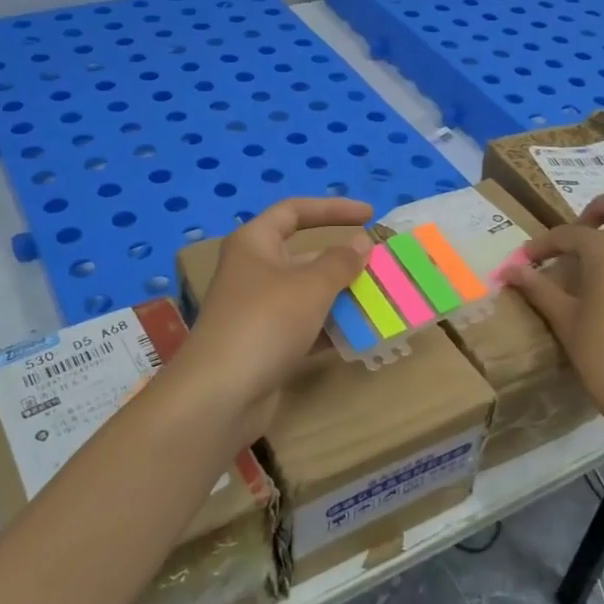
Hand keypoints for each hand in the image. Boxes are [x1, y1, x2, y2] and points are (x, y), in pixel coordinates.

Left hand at [172, 197, 372, 415]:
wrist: (221, 395)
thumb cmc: (266, 322)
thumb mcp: (310, 286)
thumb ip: (340, 261)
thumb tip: (361, 242)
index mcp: (254, 244)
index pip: (294, 211)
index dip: (332, 209)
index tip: (369, 216)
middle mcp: (253, 271)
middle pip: (303, 256)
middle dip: (343, 262)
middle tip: (382, 269)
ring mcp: (257, 310)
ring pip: (307, 295)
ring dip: (342, 298)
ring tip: (382, 302)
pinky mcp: (264, 344)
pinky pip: (304, 327)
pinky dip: (330, 329)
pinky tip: (360, 336)